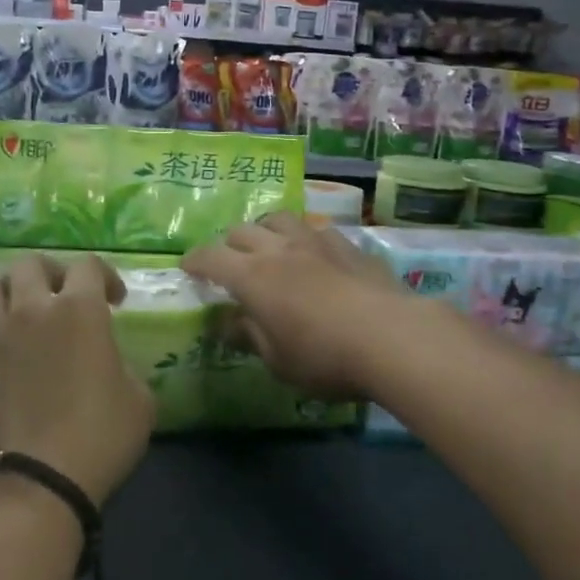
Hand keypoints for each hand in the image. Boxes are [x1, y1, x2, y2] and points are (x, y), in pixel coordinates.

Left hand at [0, 254, 154, 507]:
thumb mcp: (140, 401)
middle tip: (62, 294)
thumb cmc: (100, 437)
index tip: (114, 301)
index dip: (105, 276)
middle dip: (49, 272)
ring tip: (18, 307)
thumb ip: (125, 367)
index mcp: (79, 310)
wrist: (38, 481)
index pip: (88, 265)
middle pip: (29, 264)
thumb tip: (110, 363)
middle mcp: (32, 311)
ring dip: (4, 290)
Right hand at [182, 214, 421, 399]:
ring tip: (267, 246)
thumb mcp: (277, 361)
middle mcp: (278, 249)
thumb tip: (227, 323)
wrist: (392, 337)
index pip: (210, 257)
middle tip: (228, 263)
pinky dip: (303, 237)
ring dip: (264, 229)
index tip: (188, 268)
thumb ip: (249, 336)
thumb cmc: (324, 357)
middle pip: (241, 231)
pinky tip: (312, 253)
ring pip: (278, 219)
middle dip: (227, 244)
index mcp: (251, 276)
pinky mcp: (347, 245)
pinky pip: (315, 229)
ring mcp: (314, 242)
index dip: (195, 261)